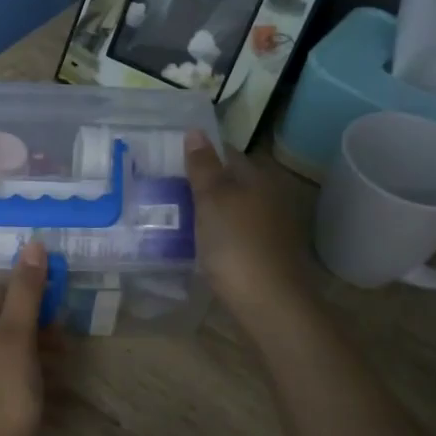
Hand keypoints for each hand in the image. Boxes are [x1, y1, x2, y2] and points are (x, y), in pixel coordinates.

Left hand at [0, 242, 50, 435]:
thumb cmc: (0, 398)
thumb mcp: (18, 339)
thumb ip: (26, 292)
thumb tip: (32, 243)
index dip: (30, 295)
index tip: (60, 310)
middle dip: (33, 326)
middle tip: (65, 341)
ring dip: (30, 352)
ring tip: (61, 366)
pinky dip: (18, 376)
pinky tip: (42, 391)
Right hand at [184, 132, 312, 322]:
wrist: (269, 303)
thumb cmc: (236, 244)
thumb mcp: (212, 200)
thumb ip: (203, 167)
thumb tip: (196, 131)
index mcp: (258, 177)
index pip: (227, 153)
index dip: (200, 154)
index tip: (169, 162)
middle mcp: (269, 196)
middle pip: (231, 182)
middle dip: (202, 184)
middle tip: (164, 189)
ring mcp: (270, 227)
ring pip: (233, 208)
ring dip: (209, 210)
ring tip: (174, 215)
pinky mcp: (266, 254)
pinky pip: (235, 233)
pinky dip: (217, 233)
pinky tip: (198, 243)